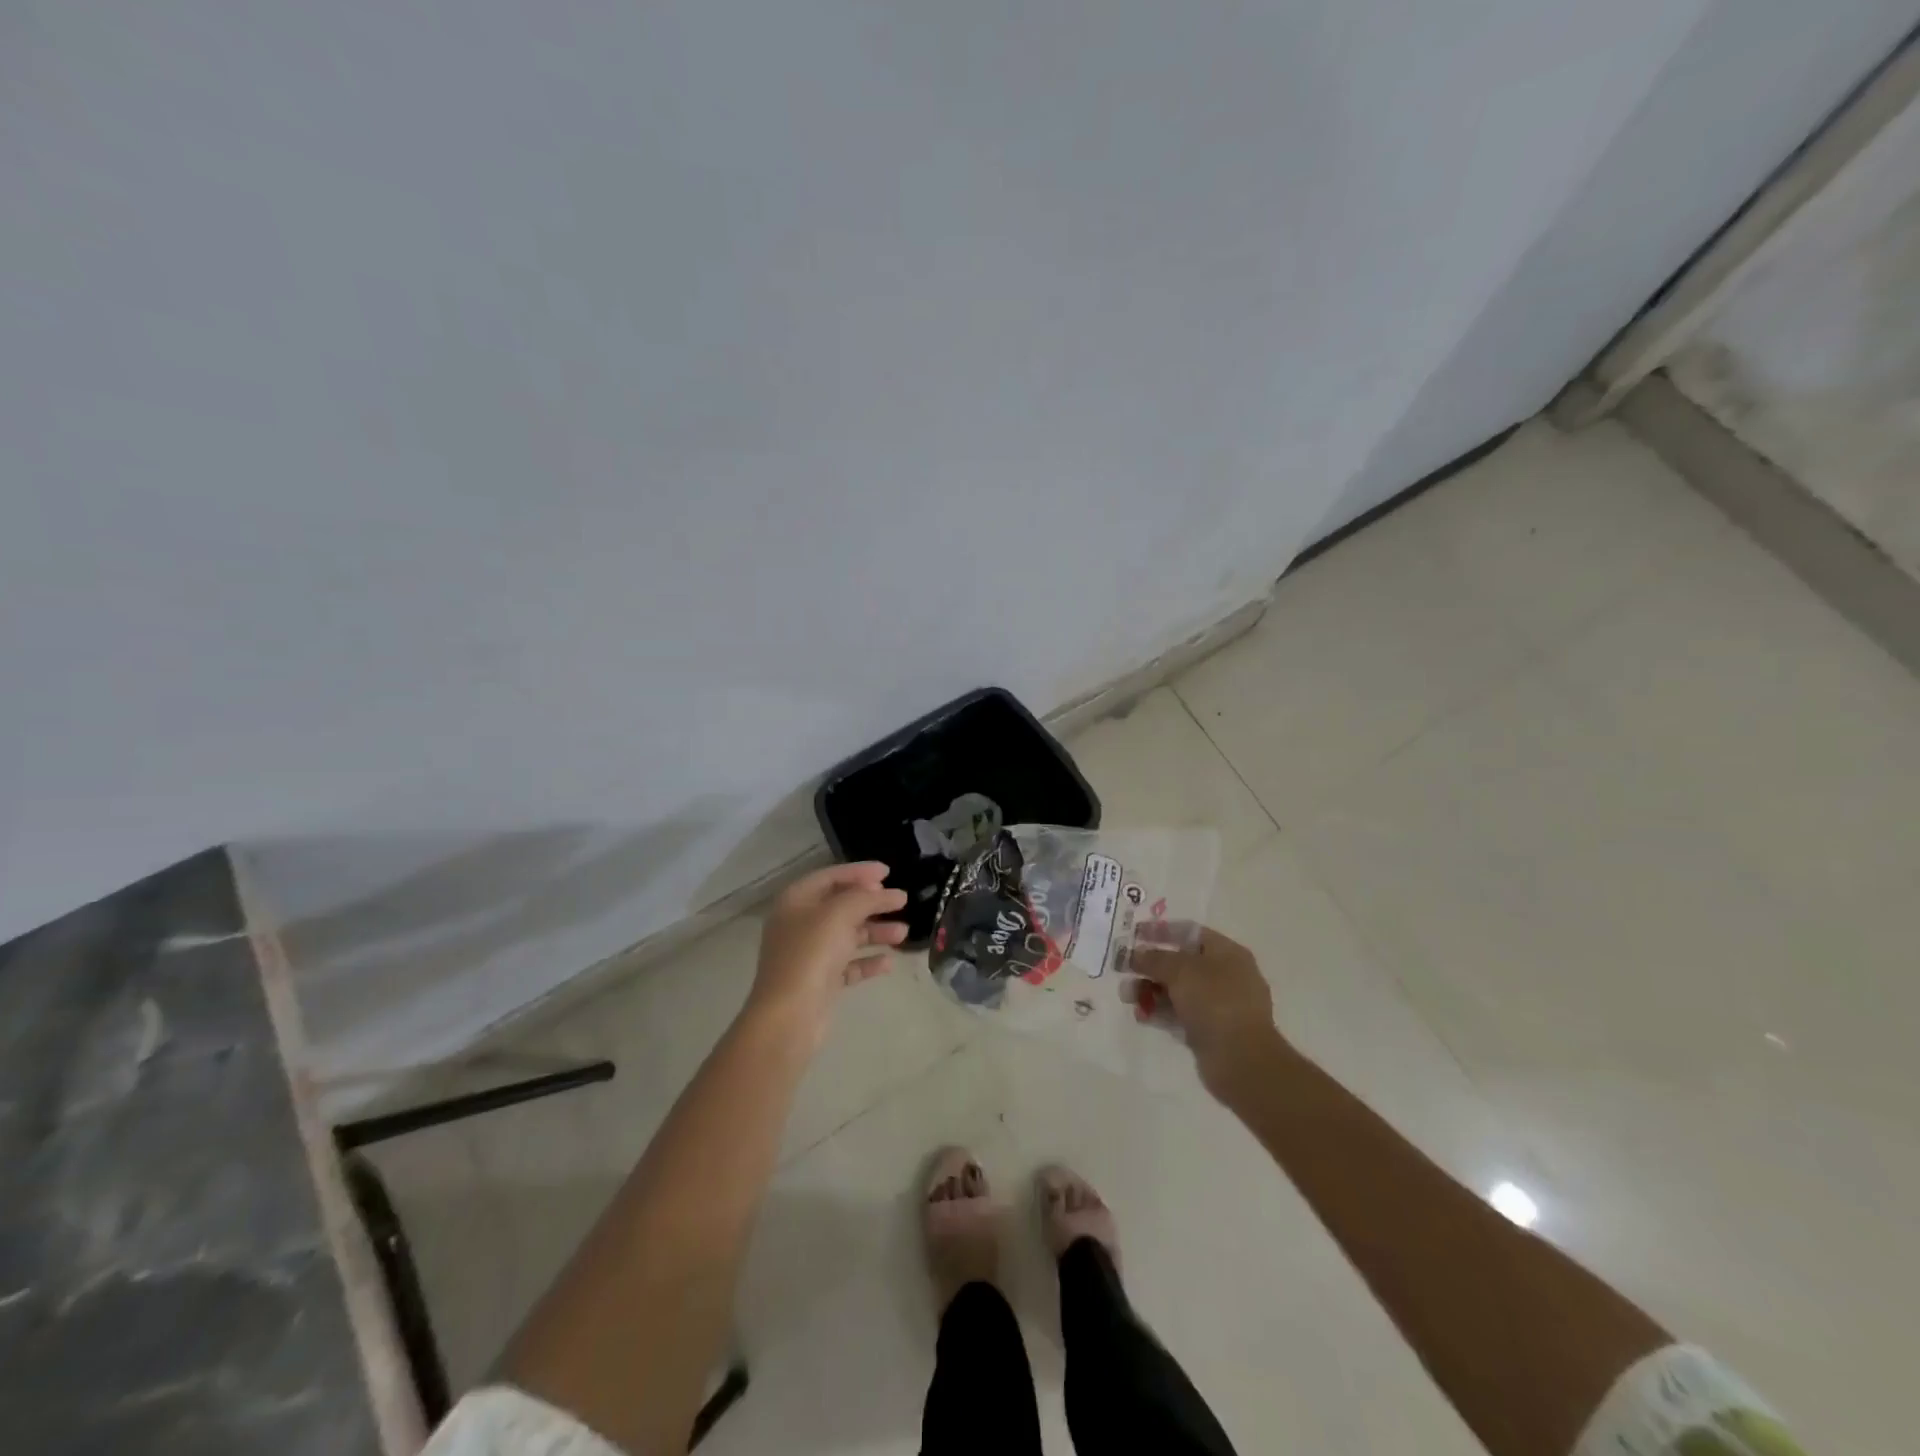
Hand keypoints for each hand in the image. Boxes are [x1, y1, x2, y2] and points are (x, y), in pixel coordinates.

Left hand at [748, 862, 908, 1047]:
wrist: (789, 1016)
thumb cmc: (811, 954)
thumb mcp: (839, 914)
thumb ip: (866, 898)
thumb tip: (889, 892)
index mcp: (796, 901)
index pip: (830, 876)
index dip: (859, 871)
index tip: (888, 872)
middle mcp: (800, 924)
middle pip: (841, 905)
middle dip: (872, 903)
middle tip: (900, 901)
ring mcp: (810, 954)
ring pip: (848, 935)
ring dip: (876, 932)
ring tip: (903, 933)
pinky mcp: (821, 981)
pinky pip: (849, 965)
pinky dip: (868, 961)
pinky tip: (889, 963)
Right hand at [1130, 922, 1288, 1103]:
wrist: (1241, 1060)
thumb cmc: (1214, 1002)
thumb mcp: (1180, 970)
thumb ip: (1154, 958)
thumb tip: (1135, 954)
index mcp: (1227, 953)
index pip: (1190, 933)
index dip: (1161, 931)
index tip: (1134, 935)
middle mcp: (1226, 975)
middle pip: (1181, 963)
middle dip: (1150, 966)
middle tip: (1124, 970)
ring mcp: (1220, 1005)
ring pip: (1178, 991)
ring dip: (1150, 990)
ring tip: (1127, 997)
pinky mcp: (1211, 1031)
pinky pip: (1180, 1015)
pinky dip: (1160, 1013)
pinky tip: (1141, 1016)